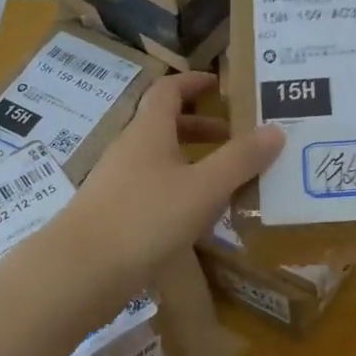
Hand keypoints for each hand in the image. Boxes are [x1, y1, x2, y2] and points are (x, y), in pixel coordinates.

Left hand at [62, 71, 283, 289]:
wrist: (80, 273)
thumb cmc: (144, 218)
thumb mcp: (203, 188)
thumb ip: (240, 159)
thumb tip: (276, 129)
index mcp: (148, 132)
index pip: (168, 91)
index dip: (194, 82)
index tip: (221, 85)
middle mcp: (130, 151)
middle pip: (166, 126)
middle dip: (203, 127)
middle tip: (238, 137)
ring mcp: (119, 185)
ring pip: (161, 161)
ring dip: (194, 162)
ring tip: (229, 180)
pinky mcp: (116, 216)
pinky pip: (155, 191)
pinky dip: (181, 192)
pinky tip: (201, 217)